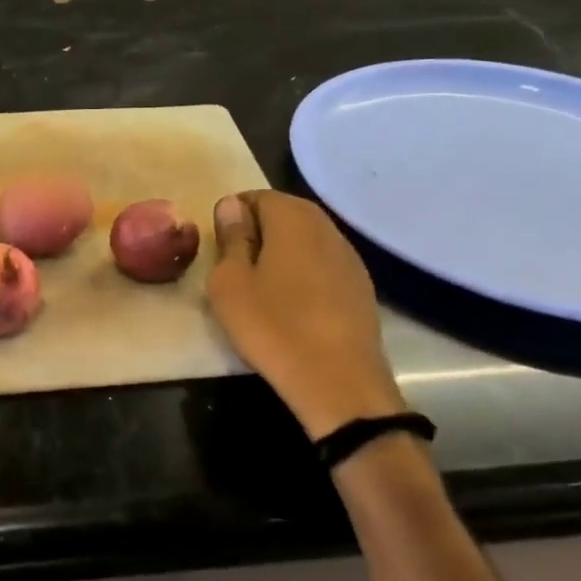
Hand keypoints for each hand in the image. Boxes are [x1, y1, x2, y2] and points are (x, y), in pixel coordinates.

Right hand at [206, 190, 406, 440]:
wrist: (340, 384)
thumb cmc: (273, 327)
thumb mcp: (229, 283)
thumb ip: (231, 238)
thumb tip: (232, 206)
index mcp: (293, 218)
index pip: (256, 196)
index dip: (233, 216)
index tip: (219, 248)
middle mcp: (326, 226)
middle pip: (285, 213)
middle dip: (258, 232)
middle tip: (235, 267)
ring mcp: (349, 256)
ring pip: (306, 239)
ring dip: (282, 252)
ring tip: (261, 286)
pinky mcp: (361, 285)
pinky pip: (323, 263)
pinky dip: (304, 272)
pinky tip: (292, 304)